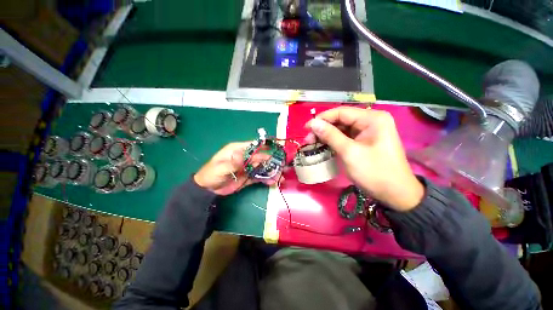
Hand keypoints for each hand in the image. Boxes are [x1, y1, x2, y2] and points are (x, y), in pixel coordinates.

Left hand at [194, 142, 277, 195]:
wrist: (207, 189)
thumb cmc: (211, 174)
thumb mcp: (221, 168)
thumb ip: (234, 162)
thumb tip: (245, 155)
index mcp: (237, 150)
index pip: (253, 145)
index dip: (265, 146)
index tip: (276, 148)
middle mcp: (244, 157)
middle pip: (260, 157)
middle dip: (271, 161)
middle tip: (281, 166)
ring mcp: (247, 167)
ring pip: (261, 167)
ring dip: (270, 171)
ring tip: (280, 177)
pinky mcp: (248, 176)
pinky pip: (259, 176)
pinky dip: (266, 179)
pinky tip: (273, 182)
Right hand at [305, 107, 423, 210]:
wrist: (396, 194)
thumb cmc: (374, 172)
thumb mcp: (349, 152)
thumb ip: (330, 135)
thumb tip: (312, 123)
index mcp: (372, 119)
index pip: (341, 112)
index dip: (321, 119)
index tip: (306, 129)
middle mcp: (371, 121)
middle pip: (341, 120)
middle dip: (323, 129)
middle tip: (308, 140)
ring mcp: (368, 131)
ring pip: (342, 129)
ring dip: (327, 136)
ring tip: (313, 144)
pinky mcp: (365, 141)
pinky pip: (346, 137)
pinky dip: (334, 141)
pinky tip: (324, 146)